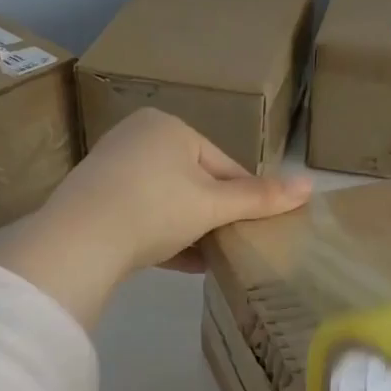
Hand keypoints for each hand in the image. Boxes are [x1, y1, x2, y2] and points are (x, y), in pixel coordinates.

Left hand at [0, 109, 310, 327]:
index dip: (244, 198)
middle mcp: (138, 138)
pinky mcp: (94, 200)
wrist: (79, 240)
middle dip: (214, 217)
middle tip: (232, 247)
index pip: (222, 163)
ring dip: (190, 231)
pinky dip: (162, 237)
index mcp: (169, 127)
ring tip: (211, 259)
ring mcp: (111, 169)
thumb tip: (311, 183)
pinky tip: (182, 263)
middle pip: (193, 182)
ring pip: (166, 202)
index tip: (259, 229)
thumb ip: (259, 197)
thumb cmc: (155, 208)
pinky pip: (140, 216)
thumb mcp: (212, 205)